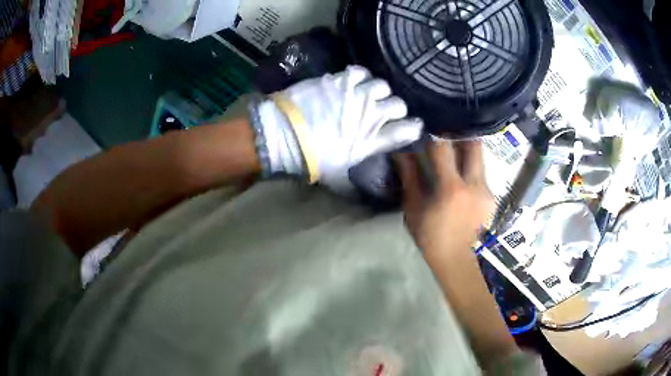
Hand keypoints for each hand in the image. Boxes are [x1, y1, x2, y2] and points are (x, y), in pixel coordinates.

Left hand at [253, 65, 422, 192]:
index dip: (413, 128)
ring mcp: (356, 95)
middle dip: (396, 108)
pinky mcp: (340, 81)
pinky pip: (360, 72)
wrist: (284, 136)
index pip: (407, 131)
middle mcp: (371, 115)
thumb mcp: (338, 177)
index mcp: (372, 140)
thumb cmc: (311, 160)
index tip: (412, 126)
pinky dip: (359, 76)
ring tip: (368, 94)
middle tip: (385, 110)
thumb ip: (356, 183)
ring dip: (378, 91)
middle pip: (399, 104)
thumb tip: (364, 193)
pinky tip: (353, 81)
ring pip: (382, 85)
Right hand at [396, 140, 493, 259]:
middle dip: (461, 135)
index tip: (427, 133)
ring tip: (456, 158)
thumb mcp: (415, 212)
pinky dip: (472, 173)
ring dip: (468, 154)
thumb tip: (403, 154)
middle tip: (448, 137)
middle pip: (474, 145)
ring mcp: (487, 190)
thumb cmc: (434, 241)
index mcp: (451, 187)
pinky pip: (482, 175)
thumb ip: (410, 180)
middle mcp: (475, 183)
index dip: (434, 136)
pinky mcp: (493, 199)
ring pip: (481, 159)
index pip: (443, 147)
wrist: (462, 264)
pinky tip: (464, 184)